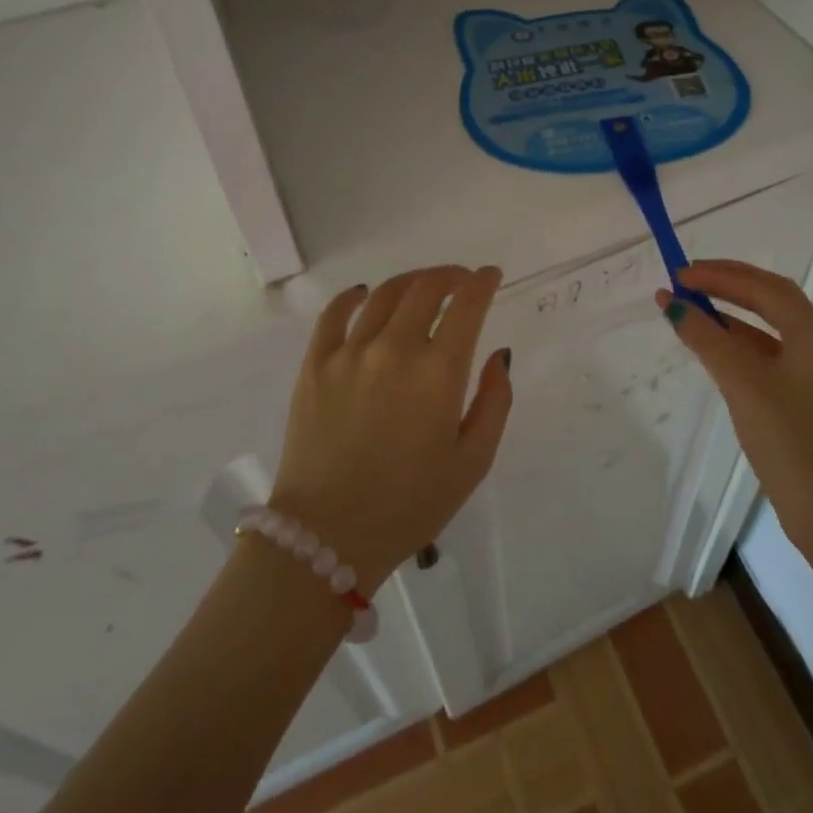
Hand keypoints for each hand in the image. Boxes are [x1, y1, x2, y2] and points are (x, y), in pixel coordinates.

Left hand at [270, 266, 511, 593]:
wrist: (327, 537)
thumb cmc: (409, 505)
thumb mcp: (472, 463)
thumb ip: (495, 402)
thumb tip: (497, 355)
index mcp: (437, 373)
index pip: (467, 305)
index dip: (483, 282)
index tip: (490, 275)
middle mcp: (394, 350)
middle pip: (426, 289)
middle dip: (451, 276)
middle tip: (461, 281)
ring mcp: (349, 353)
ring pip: (384, 294)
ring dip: (411, 282)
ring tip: (422, 287)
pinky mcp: (315, 364)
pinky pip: (334, 313)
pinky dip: (353, 296)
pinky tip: (364, 294)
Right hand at [658, 260, 812, 564]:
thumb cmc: (792, 442)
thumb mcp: (742, 384)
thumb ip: (707, 339)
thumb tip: (674, 303)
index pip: (764, 286)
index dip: (720, 275)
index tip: (680, 274)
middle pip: (771, 299)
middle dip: (727, 285)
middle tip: (685, 281)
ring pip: (770, 328)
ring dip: (731, 315)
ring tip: (691, 310)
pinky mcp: (811, 399)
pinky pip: (771, 355)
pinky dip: (741, 345)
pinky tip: (715, 350)